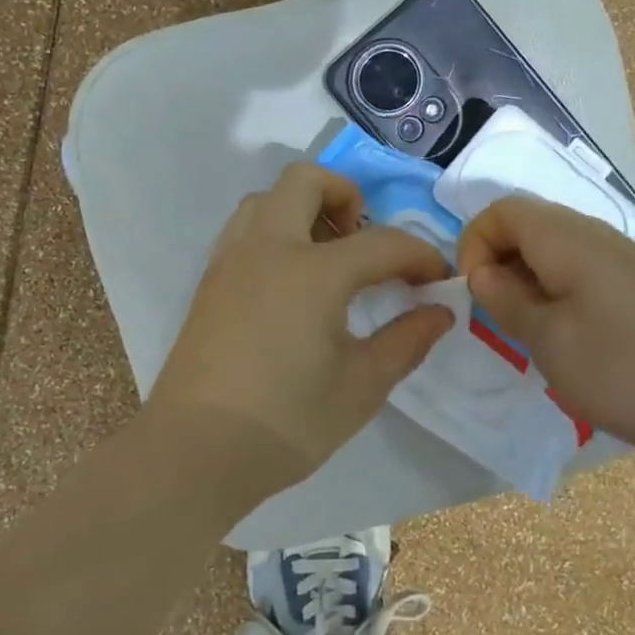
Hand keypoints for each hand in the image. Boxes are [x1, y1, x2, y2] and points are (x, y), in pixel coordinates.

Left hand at [149, 162, 453, 495]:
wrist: (194, 453)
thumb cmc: (286, 422)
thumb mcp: (361, 387)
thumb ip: (406, 341)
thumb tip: (440, 312)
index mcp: (312, 271)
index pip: (382, 242)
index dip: (419, 256)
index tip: (437, 280)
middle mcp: (268, 248)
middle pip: (306, 182)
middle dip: (346, 196)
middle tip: (365, 241)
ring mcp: (230, 261)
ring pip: (266, 200)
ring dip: (303, 209)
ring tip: (327, 259)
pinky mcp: (209, 282)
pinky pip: (244, 230)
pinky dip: (274, 232)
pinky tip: (289, 283)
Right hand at [456, 195, 634, 454]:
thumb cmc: (632, 368)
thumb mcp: (551, 342)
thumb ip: (506, 302)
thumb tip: (481, 273)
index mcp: (565, 238)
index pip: (500, 210)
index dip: (473, 244)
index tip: (475, 294)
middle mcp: (592, 235)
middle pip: (525, 227)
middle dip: (497, 266)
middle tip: (499, 320)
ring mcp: (621, 259)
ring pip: (552, 253)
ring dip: (527, 285)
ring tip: (532, 335)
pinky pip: (579, 274)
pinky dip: (557, 297)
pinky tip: (573, 342)